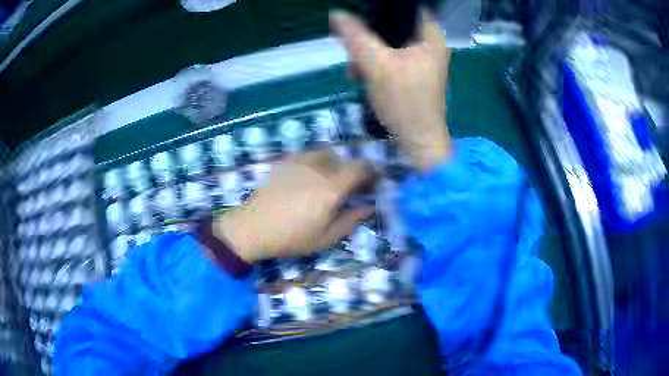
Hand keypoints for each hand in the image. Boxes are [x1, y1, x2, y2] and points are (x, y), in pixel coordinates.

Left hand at [215, 151, 373, 263]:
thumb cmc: (290, 238)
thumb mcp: (325, 238)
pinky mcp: (283, 162)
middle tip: (348, 187)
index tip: (372, 181)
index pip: (359, 168)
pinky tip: (306, 179)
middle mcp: (317, 168)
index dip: (370, 172)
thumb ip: (350, 220)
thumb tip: (367, 207)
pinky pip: (305, 156)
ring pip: (324, 154)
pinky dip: (314, 163)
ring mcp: (298, 162)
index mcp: (331, 187)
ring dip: (332, 164)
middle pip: (342, 159)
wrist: (252, 228)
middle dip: (350, 171)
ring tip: (327, 181)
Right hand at [330, 9, 452, 171]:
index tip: (362, 18)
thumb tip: (337, 14)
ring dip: (368, 51)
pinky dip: (376, 62)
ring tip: (354, 67)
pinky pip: (391, 56)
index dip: (382, 10)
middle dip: (369, 34)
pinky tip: (361, 74)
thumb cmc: (404, 103)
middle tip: (352, 47)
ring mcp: (423, 59)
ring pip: (390, 41)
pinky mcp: (415, 71)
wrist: (418, 141)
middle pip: (395, 25)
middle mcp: (430, 44)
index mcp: (430, 37)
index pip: (407, 8)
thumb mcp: (376, 66)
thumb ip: (356, 37)